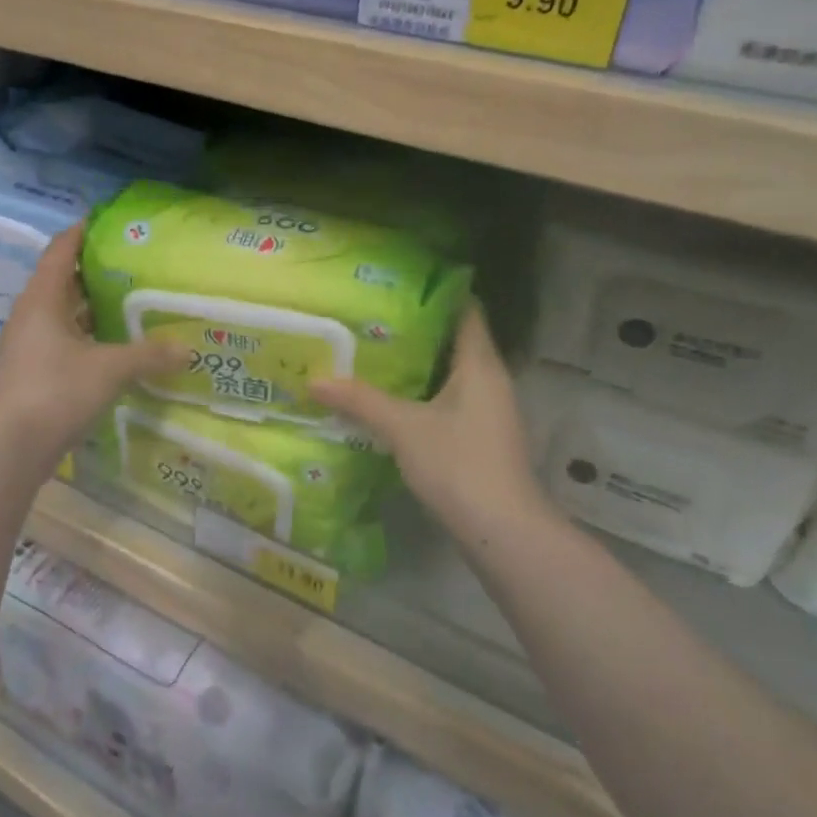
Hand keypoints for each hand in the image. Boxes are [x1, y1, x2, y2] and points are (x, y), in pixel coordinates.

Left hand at [0, 222, 184, 462]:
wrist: (11, 447)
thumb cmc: (57, 390)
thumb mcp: (111, 369)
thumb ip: (150, 355)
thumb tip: (187, 349)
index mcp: (42, 299)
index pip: (61, 250)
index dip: (83, 232)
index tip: (111, 223)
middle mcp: (31, 315)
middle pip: (63, 281)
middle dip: (95, 272)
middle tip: (134, 266)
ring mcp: (27, 345)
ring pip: (63, 315)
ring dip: (91, 308)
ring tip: (130, 303)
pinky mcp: (31, 372)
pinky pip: (62, 341)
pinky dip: (87, 338)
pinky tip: (113, 347)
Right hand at [309, 303, 549, 549]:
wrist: (502, 530)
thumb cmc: (458, 464)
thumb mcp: (403, 428)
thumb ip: (360, 400)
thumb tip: (314, 379)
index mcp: (480, 365)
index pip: (467, 312)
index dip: (438, 295)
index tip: (400, 286)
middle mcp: (491, 381)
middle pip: (456, 342)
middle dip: (418, 330)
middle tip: (374, 319)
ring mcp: (491, 411)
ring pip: (453, 374)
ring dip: (421, 365)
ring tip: (376, 354)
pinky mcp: (483, 438)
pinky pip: (453, 400)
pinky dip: (426, 393)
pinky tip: (395, 400)